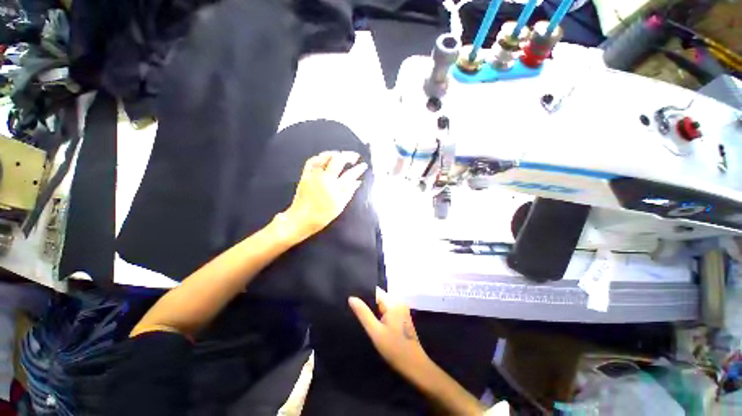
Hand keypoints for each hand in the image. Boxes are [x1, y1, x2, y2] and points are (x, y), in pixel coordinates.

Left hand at [281, 151, 366, 241]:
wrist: (301, 219)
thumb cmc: (322, 215)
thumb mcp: (339, 206)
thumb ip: (349, 192)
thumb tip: (358, 181)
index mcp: (335, 187)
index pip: (350, 174)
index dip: (359, 168)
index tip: (364, 165)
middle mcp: (325, 178)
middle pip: (338, 160)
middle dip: (348, 155)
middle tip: (354, 156)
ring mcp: (314, 175)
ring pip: (324, 157)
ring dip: (334, 154)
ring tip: (341, 155)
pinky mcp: (305, 175)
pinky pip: (311, 161)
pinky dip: (319, 157)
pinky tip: (324, 158)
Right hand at [349, 287, 430, 379]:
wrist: (414, 365)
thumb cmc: (394, 348)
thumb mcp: (375, 332)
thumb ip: (363, 313)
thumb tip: (351, 297)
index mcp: (393, 302)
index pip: (375, 290)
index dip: (363, 294)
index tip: (352, 300)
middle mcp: (398, 301)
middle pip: (379, 296)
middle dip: (368, 302)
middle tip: (354, 310)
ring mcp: (402, 308)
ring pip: (383, 303)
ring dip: (373, 308)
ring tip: (361, 315)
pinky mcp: (402, 315)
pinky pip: (387, 309)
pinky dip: (380, 313)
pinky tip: (373, 321)